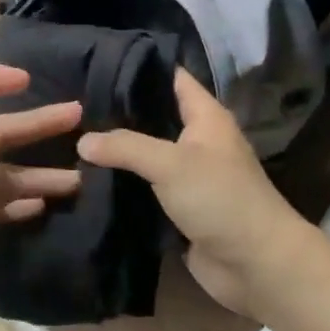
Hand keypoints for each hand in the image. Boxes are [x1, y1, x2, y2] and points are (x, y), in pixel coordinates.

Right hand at [78, 69, 314, 320]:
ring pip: (146, 152)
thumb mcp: (170, 163)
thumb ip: (125, 146)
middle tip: (75, 103)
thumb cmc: (221, 199)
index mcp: (206, 116)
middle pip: (154, 115)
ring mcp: (189, 174)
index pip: (171, 77)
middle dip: (118, 110)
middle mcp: (197, 140)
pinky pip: (146, 186)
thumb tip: (82, 141)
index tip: (97, 63)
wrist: (257, 267)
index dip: (138, 67)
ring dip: (117, 149)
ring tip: (72, 135)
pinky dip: (122, 182)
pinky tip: (89, 175)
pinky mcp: (180, 206)